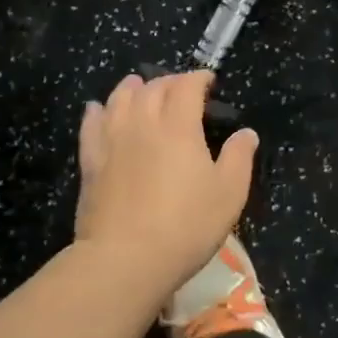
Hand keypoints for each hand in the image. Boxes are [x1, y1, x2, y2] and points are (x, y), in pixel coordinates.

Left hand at [74, 70, 258, 300]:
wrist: (125, 259)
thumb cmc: (186, 225)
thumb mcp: (229, 193)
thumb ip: (239, 157)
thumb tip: (246, 133)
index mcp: (179, 126)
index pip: (186, 86)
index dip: (198, 78)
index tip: (208, 81)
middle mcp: (143, 123)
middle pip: (152, 88)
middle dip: (169, 81)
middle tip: (180, 87)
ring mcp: (112, 141)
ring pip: (118, 100)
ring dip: (132, 88)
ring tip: (138, 85)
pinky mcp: (90, 163)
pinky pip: (91, 126)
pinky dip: (97, 111)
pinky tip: (97, 109)